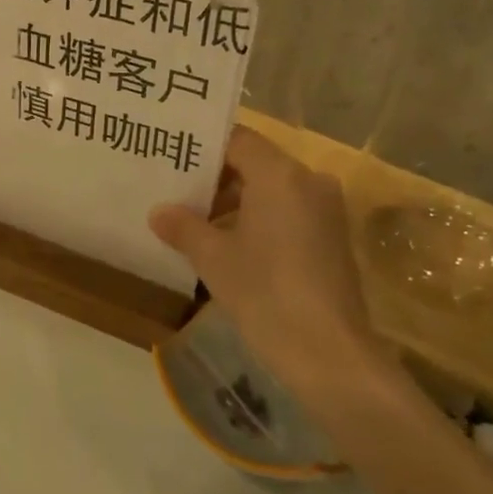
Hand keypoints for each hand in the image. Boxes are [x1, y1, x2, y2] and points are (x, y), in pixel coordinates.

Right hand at [149, 127, 375, 392]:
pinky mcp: (333, 237)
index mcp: (280, 174)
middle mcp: (309, 181)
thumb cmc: (266, 293)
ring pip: (272, 190)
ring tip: (196, 223)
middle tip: (176, 192)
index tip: (173, 159)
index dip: (203, 148)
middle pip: (255, 163)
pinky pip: (289, 212)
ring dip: (236, 202)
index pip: (237, 139)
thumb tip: (159, 212)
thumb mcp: (214, 259)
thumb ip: (184, 227)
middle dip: (216, 178)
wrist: (330, 354)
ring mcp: (327, 210)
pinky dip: (260, 219)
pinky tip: (231, 246)